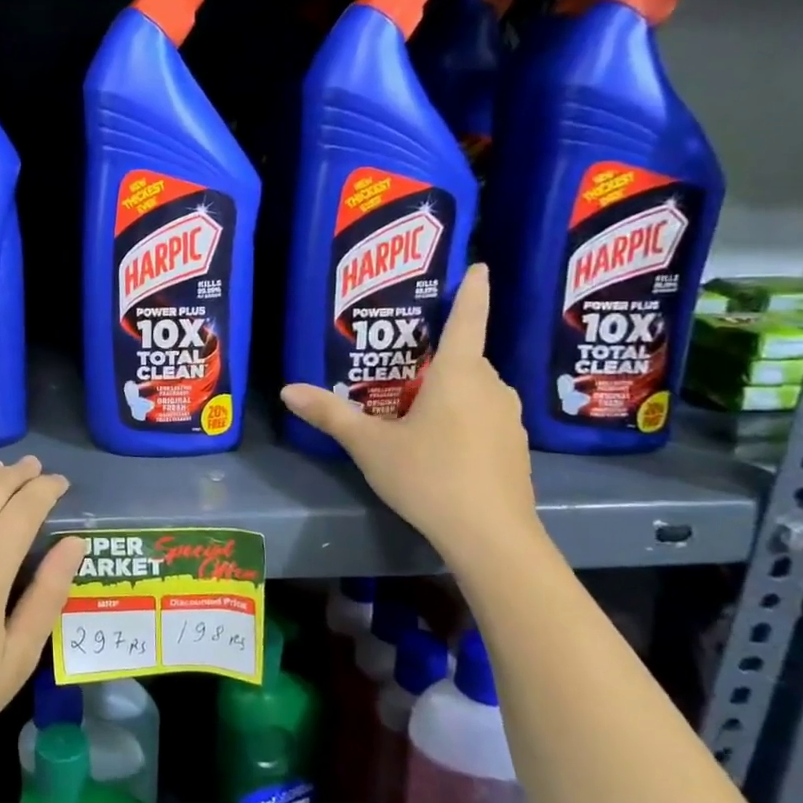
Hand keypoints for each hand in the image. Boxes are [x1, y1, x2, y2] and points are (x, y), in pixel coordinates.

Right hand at [280, 264, 539, 560]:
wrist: (492, 537)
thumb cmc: (430, 476)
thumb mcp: (370, 445)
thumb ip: (330, 414)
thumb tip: (287, 390)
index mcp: (460, 374)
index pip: (468, 319)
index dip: (473, 290)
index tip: (480, 266)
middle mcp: (492, 388)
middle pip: (466, 358)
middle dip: (438, 356)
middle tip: (402, 360)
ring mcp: (509, 419)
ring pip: (476, 390)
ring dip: (449, 390)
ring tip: (413, 404)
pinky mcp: (514, 449)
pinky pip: (484, 416)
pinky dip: (463, 417)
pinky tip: (438, 442)